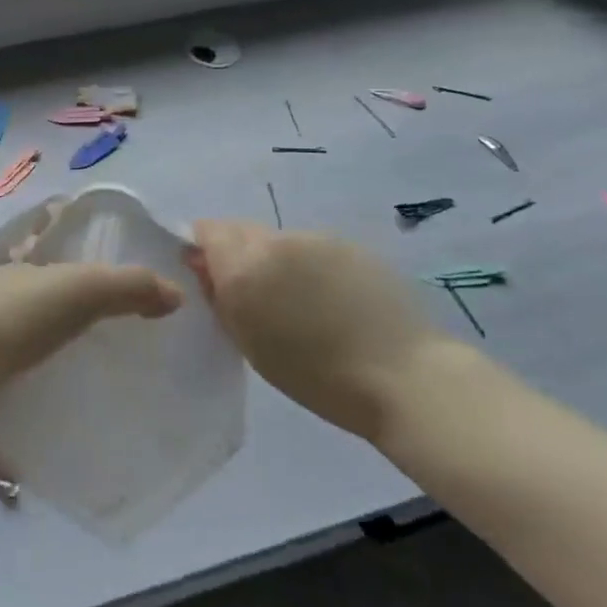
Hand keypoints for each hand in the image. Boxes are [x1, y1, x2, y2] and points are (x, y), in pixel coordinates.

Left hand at [0, 263, 179, 525]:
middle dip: (67, 332)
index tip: (125, 299)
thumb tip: (175, 293)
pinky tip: (33, 465)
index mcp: (15, 278)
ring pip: (8, 367)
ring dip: (37, 384)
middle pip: (32, 315)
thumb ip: (122, 288)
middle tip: (117, 364)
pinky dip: (7, 439)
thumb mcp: (67, 292)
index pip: (54, 260)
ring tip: (86, 414)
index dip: (87, 269)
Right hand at [186, 220, 450, 437]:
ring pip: (277, 238)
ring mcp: (315, 238)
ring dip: (274, 259)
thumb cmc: (317, 377)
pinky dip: (308, 264)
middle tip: (253, 294)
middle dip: (236, 253)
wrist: (404, 376)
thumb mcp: (251, 345)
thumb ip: (221, 298)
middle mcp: (275, 241)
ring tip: (298, 300)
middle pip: (240, 229)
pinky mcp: (349, 243)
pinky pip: (311, 246)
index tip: (210, 275)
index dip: (203, 248)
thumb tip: (202, 265)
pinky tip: (329, 297)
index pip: (208, 231)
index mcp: (244, 268)